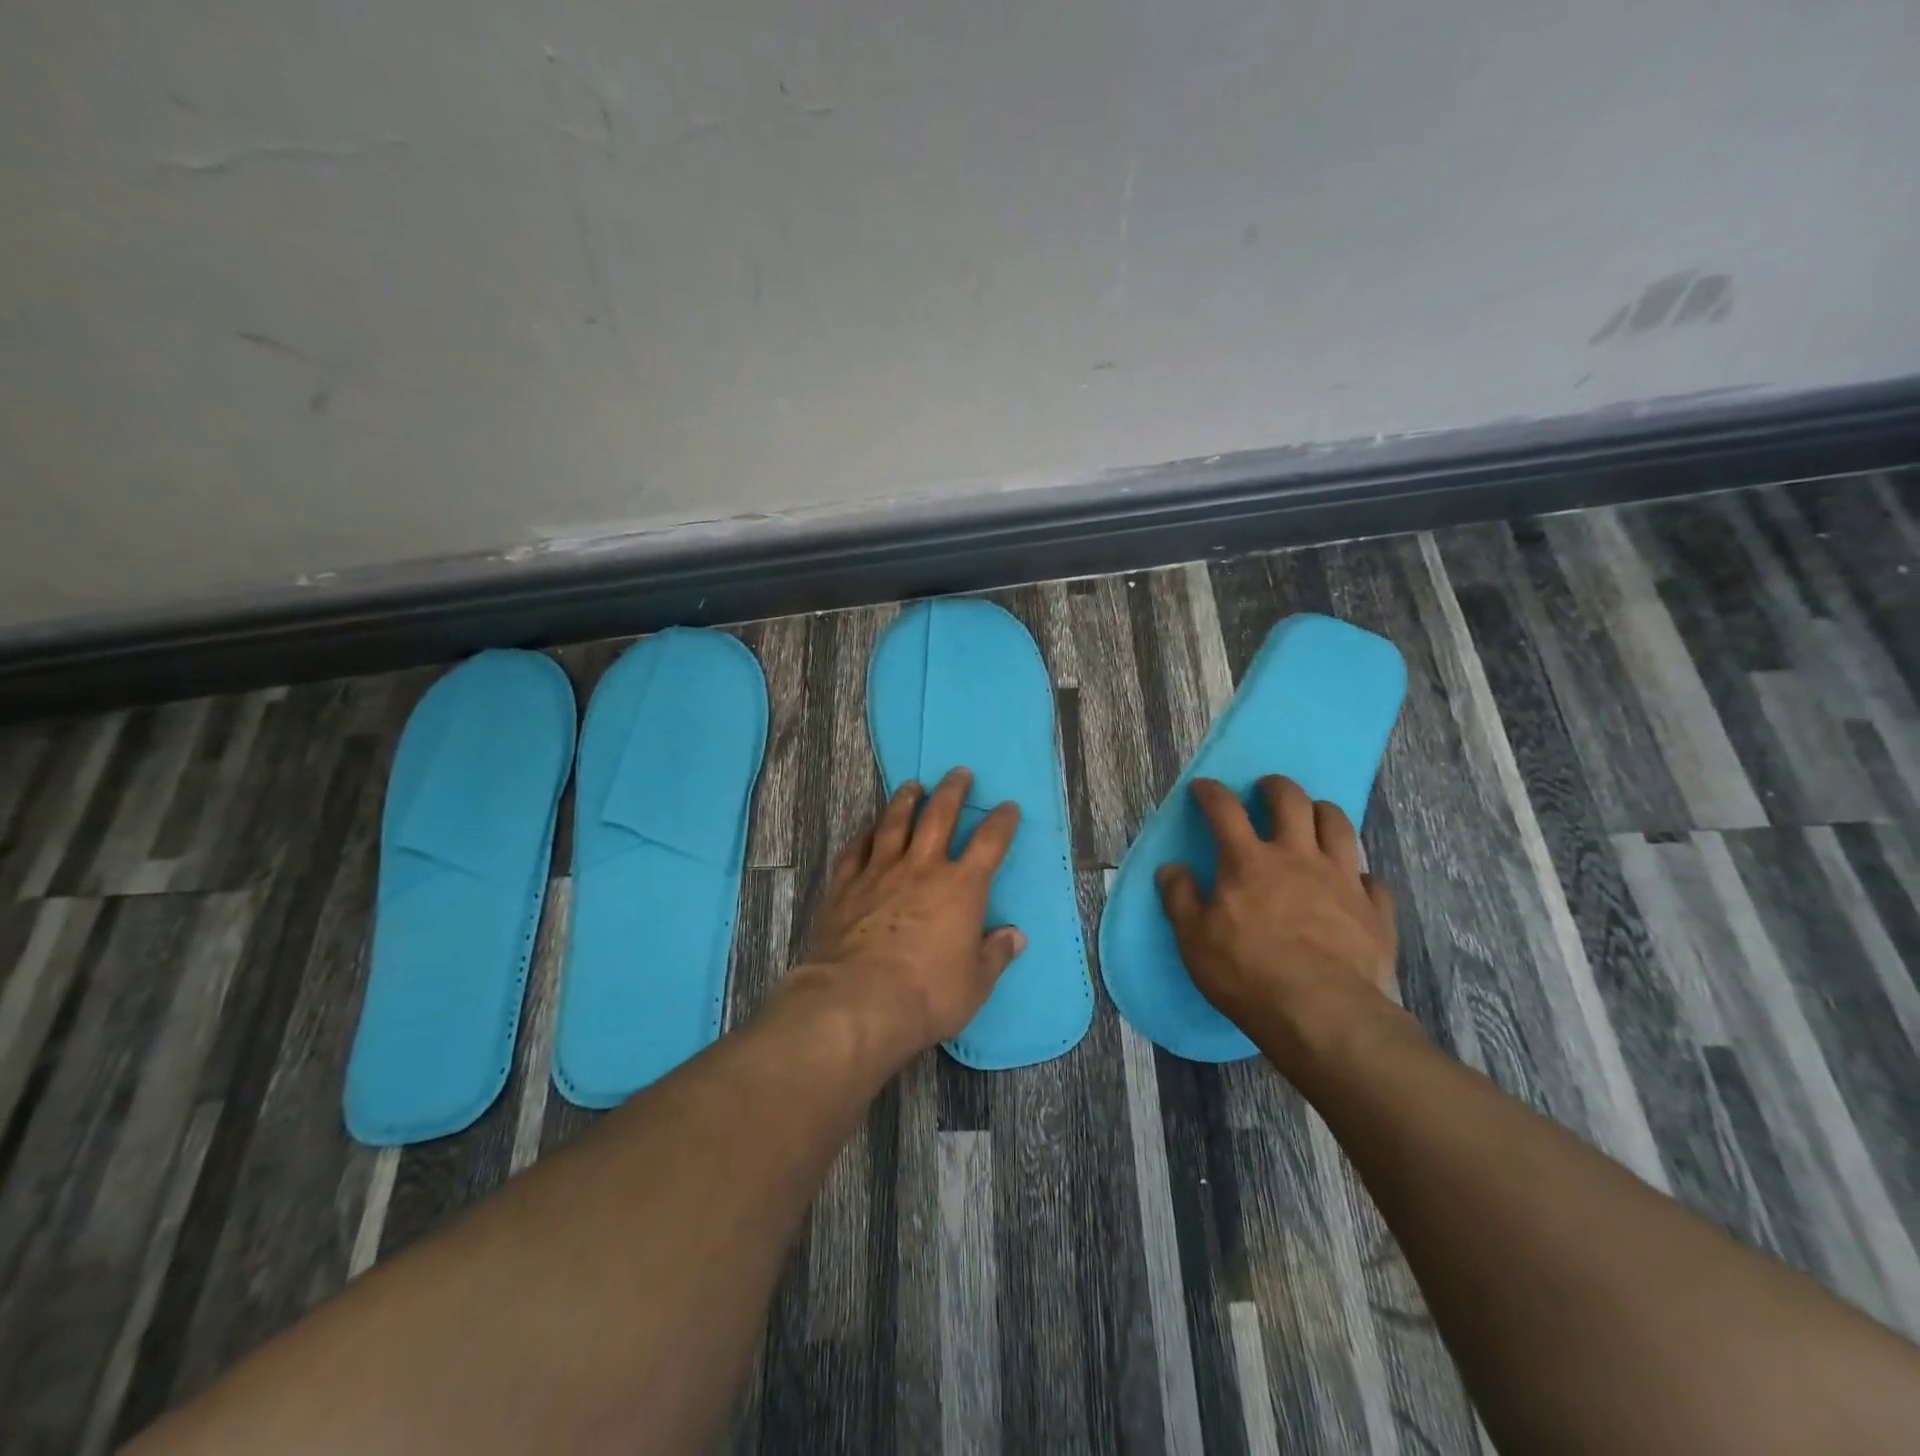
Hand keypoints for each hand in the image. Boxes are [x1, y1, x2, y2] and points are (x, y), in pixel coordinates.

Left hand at [796, 768, 1025, 1055]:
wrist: (857, 1000)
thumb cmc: (927, 994)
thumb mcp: (975, 983)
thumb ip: (995, 955)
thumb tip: (1014, 936)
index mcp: (961, 888)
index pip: (989, 843)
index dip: (1001, 821)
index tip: (1007, 807)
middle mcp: (922, 868)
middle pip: (939, 816)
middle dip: (952, 791)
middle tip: (958, 772)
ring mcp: (880, 872)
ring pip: (894, 823)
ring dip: (905, 800)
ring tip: (912, 785)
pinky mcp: (845, 885)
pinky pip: (855, 849)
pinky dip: (864, 834)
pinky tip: (867, 828)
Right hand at [1156, 775, 1404, 1074]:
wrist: (1325, 1014)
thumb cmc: (1248, 974)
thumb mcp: (1194, 940)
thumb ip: (1180, 898)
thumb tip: (1171, 868)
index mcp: (1249, 861)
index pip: (1225, 810)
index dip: (1211, 792)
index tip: (1203, 787)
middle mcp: (1298, 857)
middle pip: (1291, 801)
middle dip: (1276, 787)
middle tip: (1266, 789)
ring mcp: (1342, 879)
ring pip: (1338, 825)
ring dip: (1322, 812)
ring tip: (1313, 817)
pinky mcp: (1375, 909)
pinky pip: (1371, 878)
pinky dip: (1359, 874)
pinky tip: (1353, 883)